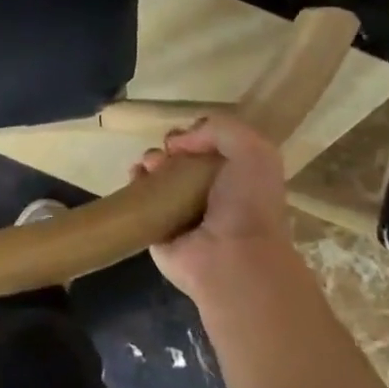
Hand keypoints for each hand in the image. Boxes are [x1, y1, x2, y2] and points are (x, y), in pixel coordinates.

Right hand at [134, 114, 293, 303]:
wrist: (232, 258)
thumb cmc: (248, 204)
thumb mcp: (253, 151)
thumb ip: (220, 129)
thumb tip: (178, 142)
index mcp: (236, 178)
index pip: (209, 149)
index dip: (195, 135)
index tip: (186, 138)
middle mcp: (209, 195)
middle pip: (180, 160)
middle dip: (169, 149)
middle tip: (167, 154)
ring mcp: (181, 213)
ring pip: (158, 177)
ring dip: (150, 163)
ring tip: (151, 166)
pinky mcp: (156, 230)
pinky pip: (140, 201)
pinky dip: (135, 184)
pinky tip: (137, 177)